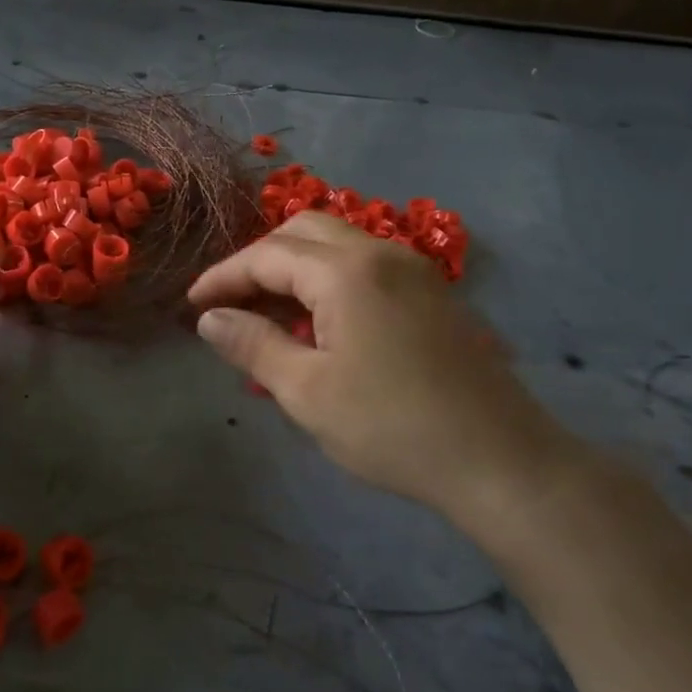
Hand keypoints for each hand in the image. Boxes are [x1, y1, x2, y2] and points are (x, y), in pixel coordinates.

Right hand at [188, 213, 590, 553]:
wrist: (499, 460)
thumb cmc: (391, 427)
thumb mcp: (307, 391)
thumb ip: (253, 345)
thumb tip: (209, 318)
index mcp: (346, 272)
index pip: (267, 255)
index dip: (223, 277)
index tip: (192, 305)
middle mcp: (382, 253)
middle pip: (303, 232)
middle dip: (258, 261)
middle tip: (230, 303)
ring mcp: (414, 271)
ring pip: (337, 246)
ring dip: (294, 268)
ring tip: (267, 315)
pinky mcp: (433, 294)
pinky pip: (366, 267)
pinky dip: (328, 280)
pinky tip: (319, 324)